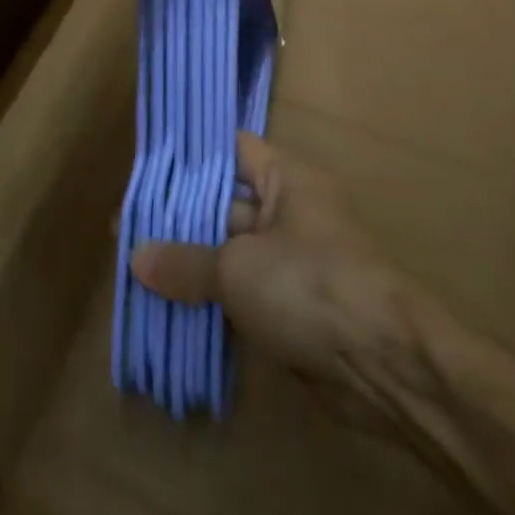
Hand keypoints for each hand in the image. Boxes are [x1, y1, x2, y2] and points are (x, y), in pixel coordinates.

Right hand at [131, 132, 411, 395]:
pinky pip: (244, 294)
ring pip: (233, 254)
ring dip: (194, 264)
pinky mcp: (294, 309)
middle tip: (130, 225)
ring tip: (138, 266)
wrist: (384, 365)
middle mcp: (292, 213)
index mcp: (288, 180)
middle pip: (228, 205)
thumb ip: (186, 261)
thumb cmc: (309, 285)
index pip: (234, 150)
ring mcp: (294, 263)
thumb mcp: (238, 268)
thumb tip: (137, 257)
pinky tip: (169, 307)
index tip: (151, 164)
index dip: (194, 155)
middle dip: (183, 218)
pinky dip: (213, 301)